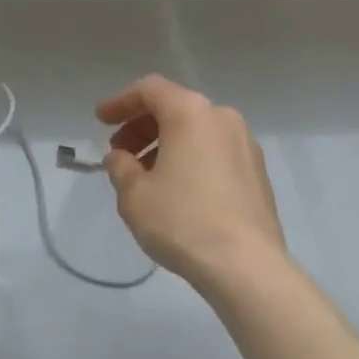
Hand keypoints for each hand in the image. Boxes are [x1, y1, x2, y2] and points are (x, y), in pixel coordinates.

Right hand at [96, 75, 286, 292]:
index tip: (100, 121)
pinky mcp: (258, 173)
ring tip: (145, 176)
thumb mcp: (134, 194)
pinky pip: (215, 151)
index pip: (149, 90)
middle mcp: (221, 117)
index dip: (120, 102)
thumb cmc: (183, 221)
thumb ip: (120, 167)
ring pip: (196, 130)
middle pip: (173, 107)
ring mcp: (245, 144)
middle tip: (120, 152)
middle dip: (141, 126)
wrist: (248, 269)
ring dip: (165, 144)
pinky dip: (190, 158)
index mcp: (190, 112)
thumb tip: (121, 158)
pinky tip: (177, 189)